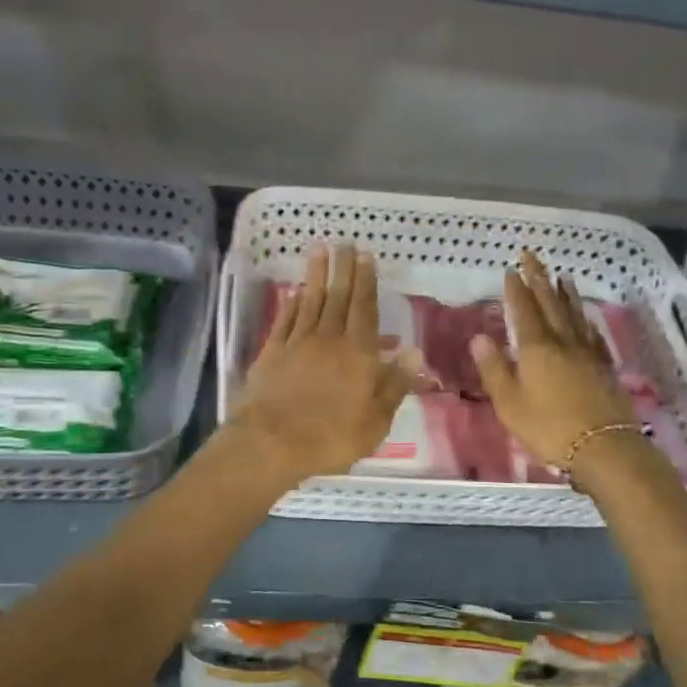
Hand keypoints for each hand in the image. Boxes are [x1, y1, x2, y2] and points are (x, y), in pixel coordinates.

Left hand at [229, 243, 418, 485]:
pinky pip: (285, 319)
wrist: (271, 442)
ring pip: (310, 301)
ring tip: (320, 250)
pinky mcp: (272, 352)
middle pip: (338, 297)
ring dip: (316, 275)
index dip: (366, 281)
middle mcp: (328, 339)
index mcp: (357, 353)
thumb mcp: (375, 420)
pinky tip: (296, 291)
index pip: (364, 309)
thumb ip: (394, 384)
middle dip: (343, 269)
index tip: (365, 256)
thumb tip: (414, 352)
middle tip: (345, 243)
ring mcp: (297, 343)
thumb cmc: (331, 436)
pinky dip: (292, 303)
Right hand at [469, 251, 638, 466]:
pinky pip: (592, 334)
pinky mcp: (604, 367)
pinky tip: (584, 316)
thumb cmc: (549, 427)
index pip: (524, 311)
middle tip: (532, 256)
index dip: (517, 289)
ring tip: (561, 275)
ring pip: (574, 315)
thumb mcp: (510, 403)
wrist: (604, 447)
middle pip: (550, 304)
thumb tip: (479, 337)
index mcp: (536, 349)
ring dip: (565, 293)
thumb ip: (495, 369)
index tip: (511, 269)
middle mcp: (563, 342)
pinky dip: (585, 319)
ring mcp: (587, 353)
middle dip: (539, 279)